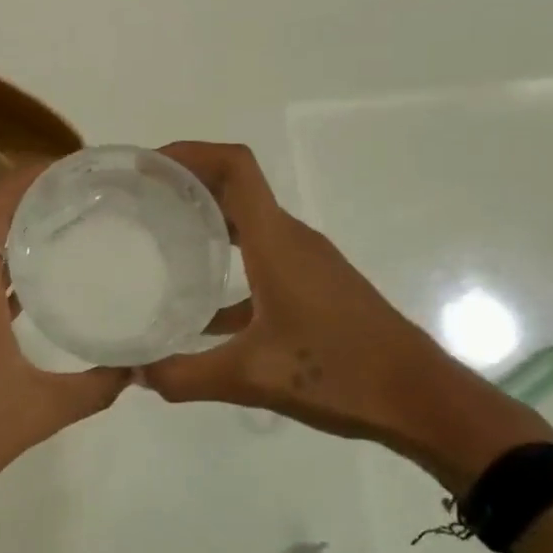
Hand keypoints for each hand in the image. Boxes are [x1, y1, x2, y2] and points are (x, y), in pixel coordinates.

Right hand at [137, 142, 551, 490]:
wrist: (419, 398)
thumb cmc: (338, 373)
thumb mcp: (250, 377)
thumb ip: (184, 375)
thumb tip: (132, 374)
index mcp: (276, 241)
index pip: (235, 167)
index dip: (191, 153)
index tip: (148, 166)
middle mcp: (291, 239)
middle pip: (237, 188)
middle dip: (188, 185)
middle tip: (139, 203)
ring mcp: (307, 262)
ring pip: (249, 225)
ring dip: (208, 222)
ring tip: (159, 242)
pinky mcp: (315, 287)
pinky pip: (262, 260)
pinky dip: (229, 266)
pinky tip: (201, 310)